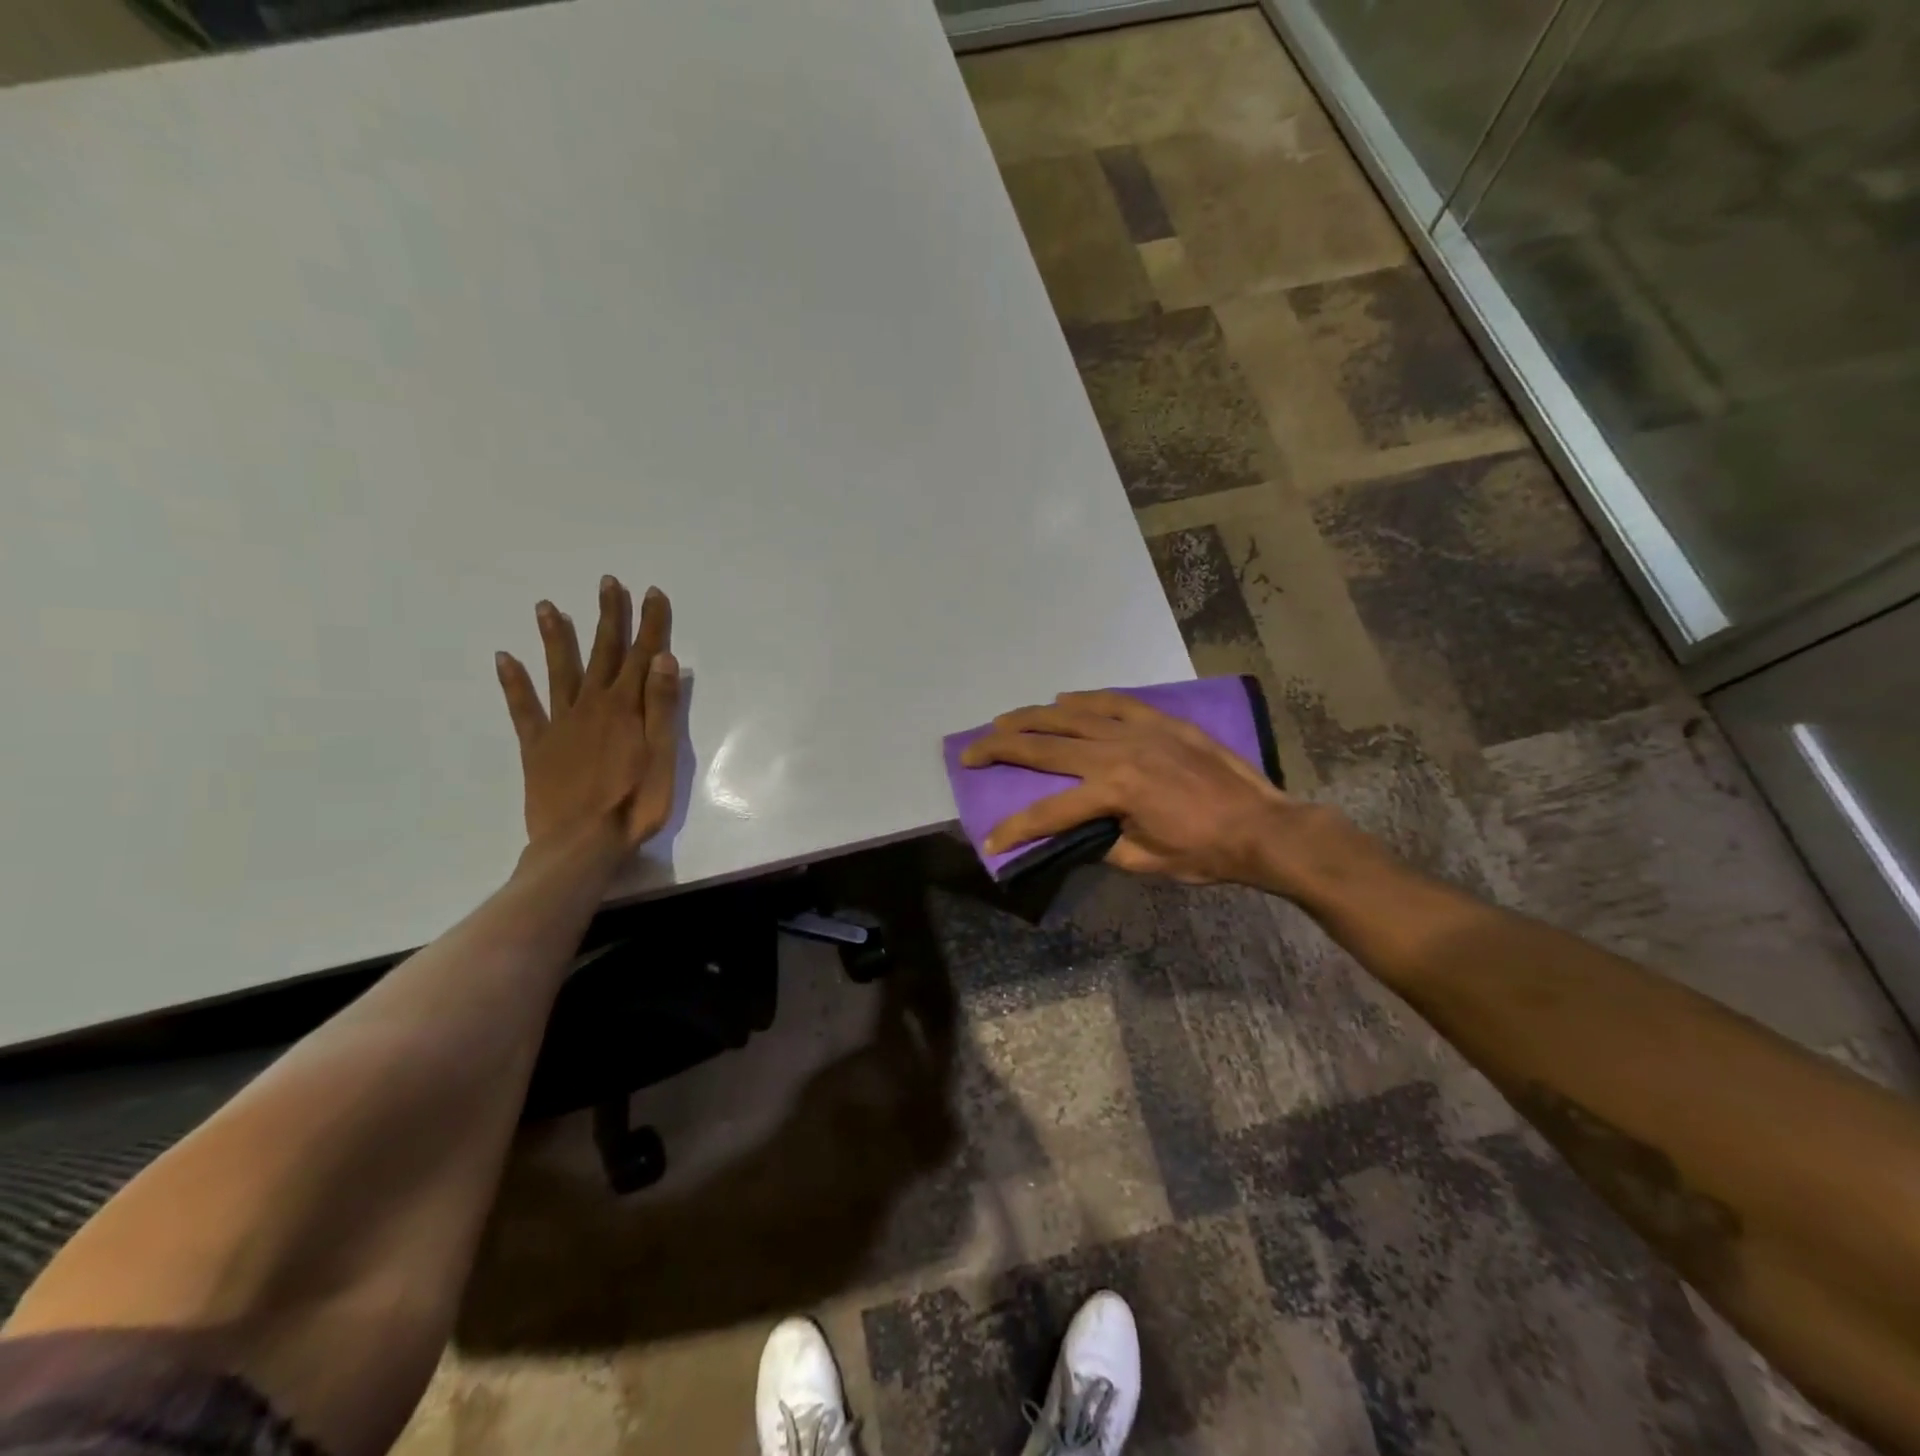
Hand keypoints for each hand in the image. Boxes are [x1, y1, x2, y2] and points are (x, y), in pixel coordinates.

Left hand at [495, 575, 679, 854]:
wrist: (580, 844)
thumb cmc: (634, 804)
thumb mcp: (662, 757)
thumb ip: (661, 707)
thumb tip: (662, 659)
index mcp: (625, 709)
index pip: (641, 656)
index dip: (649, 624)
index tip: (652, 592)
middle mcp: (591, 705)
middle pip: (602, 653)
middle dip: (608, 617)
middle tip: (607, 583)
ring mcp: (560, 723)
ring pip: (559, 671)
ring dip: (556, 638)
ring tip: (547, 607)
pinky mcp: (537, 745)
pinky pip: (523, 708)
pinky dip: (514, 682)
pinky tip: (504, 658)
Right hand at [960, 691, 1343, 888]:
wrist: (1263, 826)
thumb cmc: (1205, 853)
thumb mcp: (1145, 861)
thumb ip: (1100, 845)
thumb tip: (1073, 835)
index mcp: (1113, 791)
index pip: (1048, 812)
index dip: (1015, 829)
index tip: (991, 842)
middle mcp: (1117, 751)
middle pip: (1045, 747)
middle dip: (1001, 749)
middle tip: (970, 752)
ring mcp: (1139, 729)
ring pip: (1071, 717)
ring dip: (1031, 718)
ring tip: (1002, 722)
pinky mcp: (1160, 720)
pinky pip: (1112, 702)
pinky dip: (1083, 701)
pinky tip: (1062, 701)